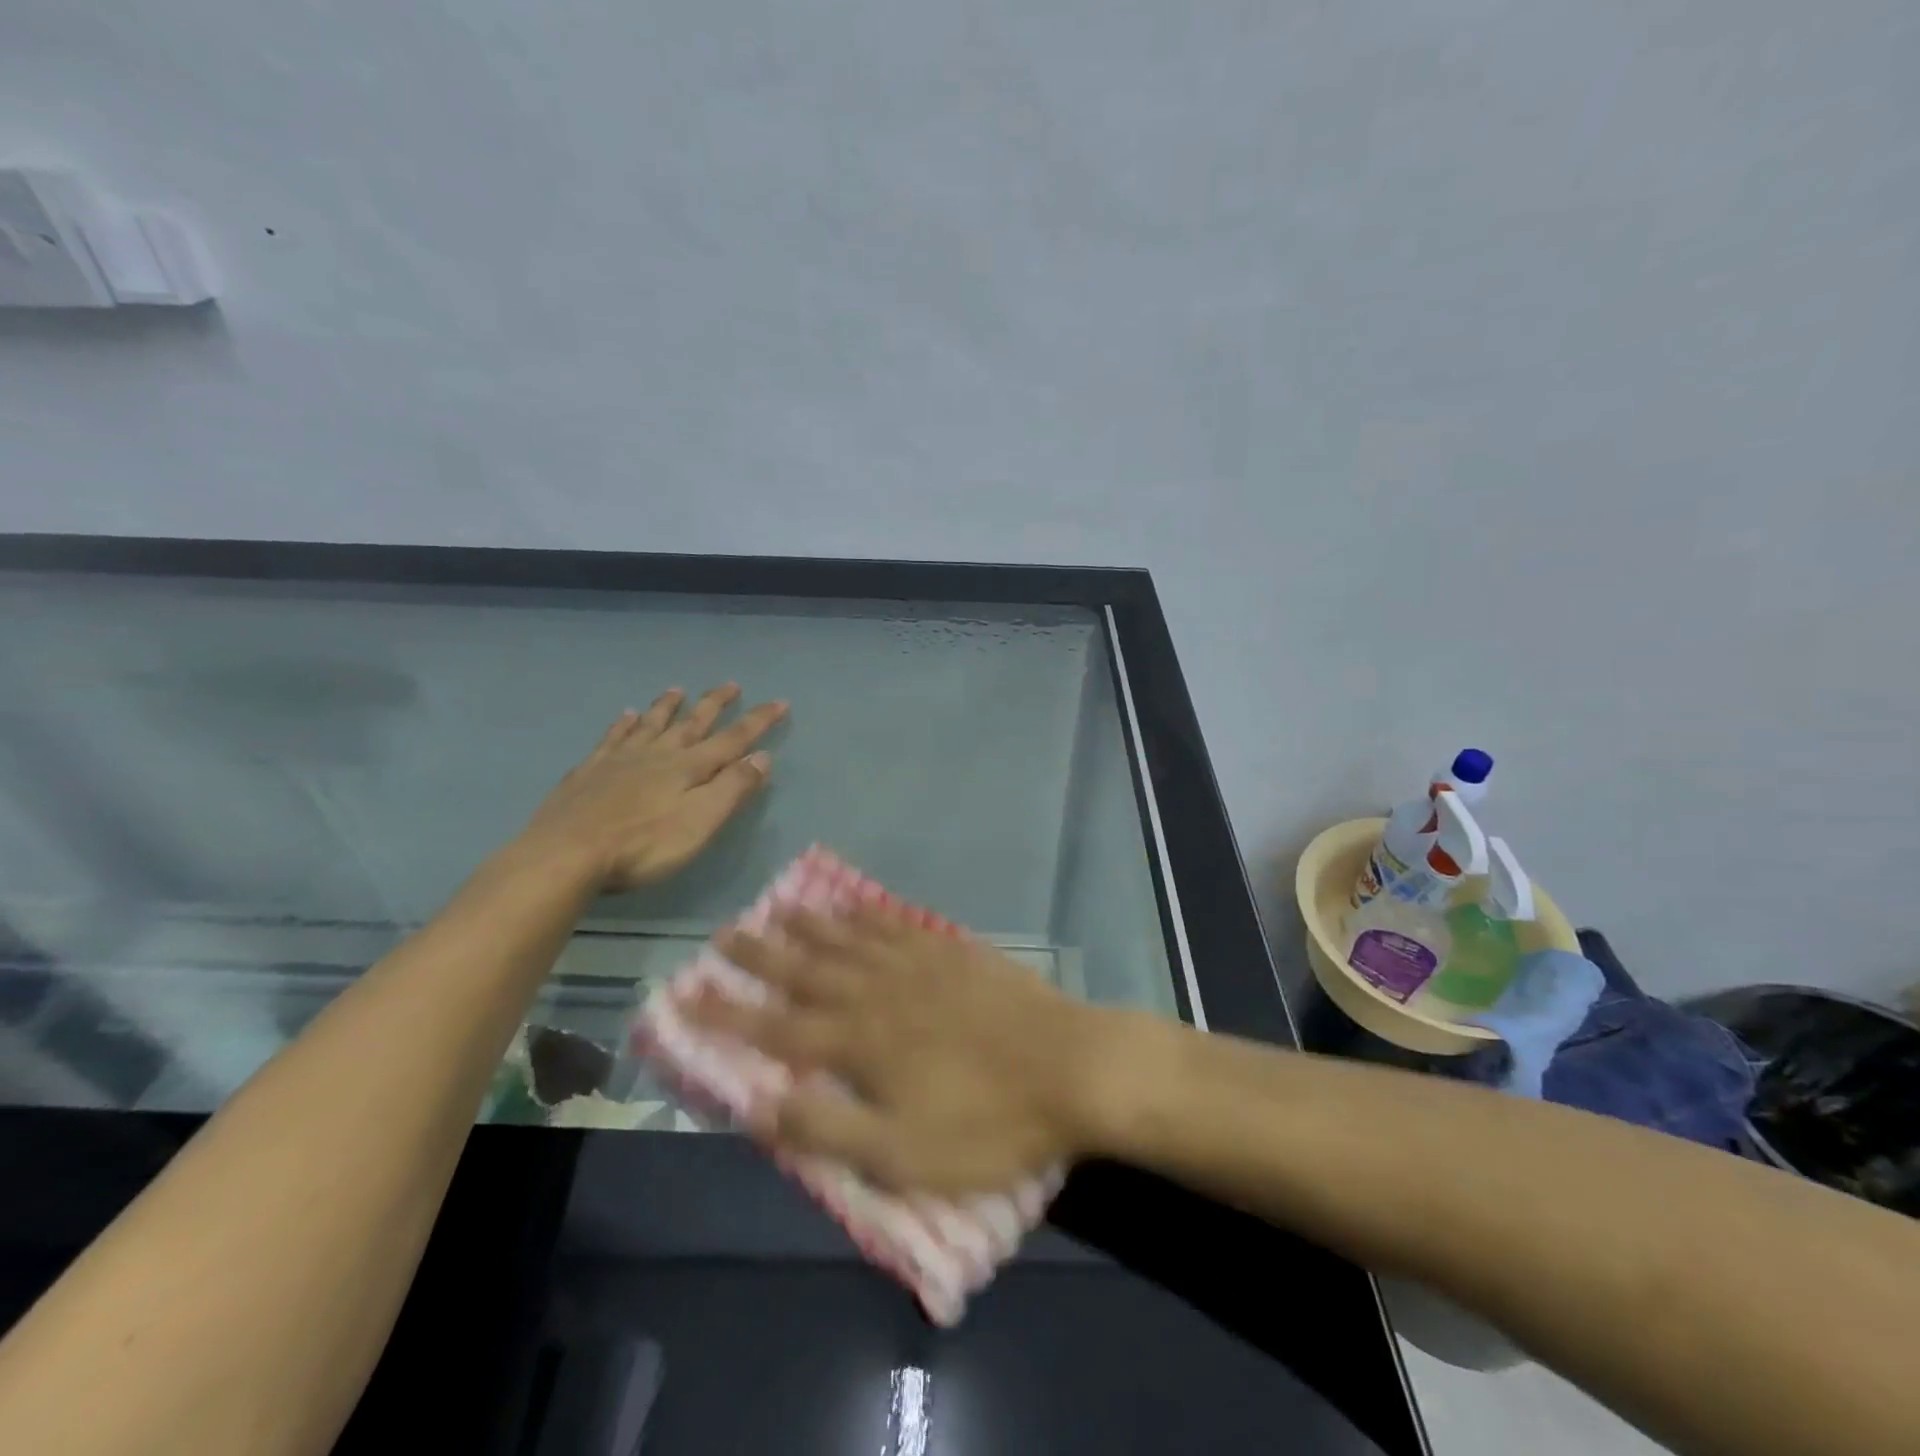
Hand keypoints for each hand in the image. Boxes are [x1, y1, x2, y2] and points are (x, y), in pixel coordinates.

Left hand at [523, 685, 786, 891]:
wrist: (567, 853)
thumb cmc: (643, 845)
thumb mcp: (701, 822)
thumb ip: (733, 788)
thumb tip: (762, 756)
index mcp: (689, 768)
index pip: (733, 739)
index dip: (758, 721)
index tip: (780, 702)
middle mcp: (658, 754)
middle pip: (693, 723)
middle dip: (715, 704)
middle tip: (731, 684)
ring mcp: (621, 760)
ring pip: (651, 724)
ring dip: (668, 707)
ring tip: (677, 690)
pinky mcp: (590, 771)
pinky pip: (612, 738)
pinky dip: (623, 724)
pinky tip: (625, 716)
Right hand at [685, 902, 1124, 1194]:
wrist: (1070, 1067)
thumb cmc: (988, 1123)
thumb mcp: (903, 1154)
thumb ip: (828, 1129)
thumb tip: (759, 1107)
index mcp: (860, 1043)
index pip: (776, 1029)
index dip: (727, 1015)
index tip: (687, 995)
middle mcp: (878, 992)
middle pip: (805, 969)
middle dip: (759, 955)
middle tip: (724, 934)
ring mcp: (917, 964)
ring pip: (849, 938)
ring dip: (810, 925)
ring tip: (778, 909)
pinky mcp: (953, 951)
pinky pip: (897, 924)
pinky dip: (869, 914)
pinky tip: (858, 906)